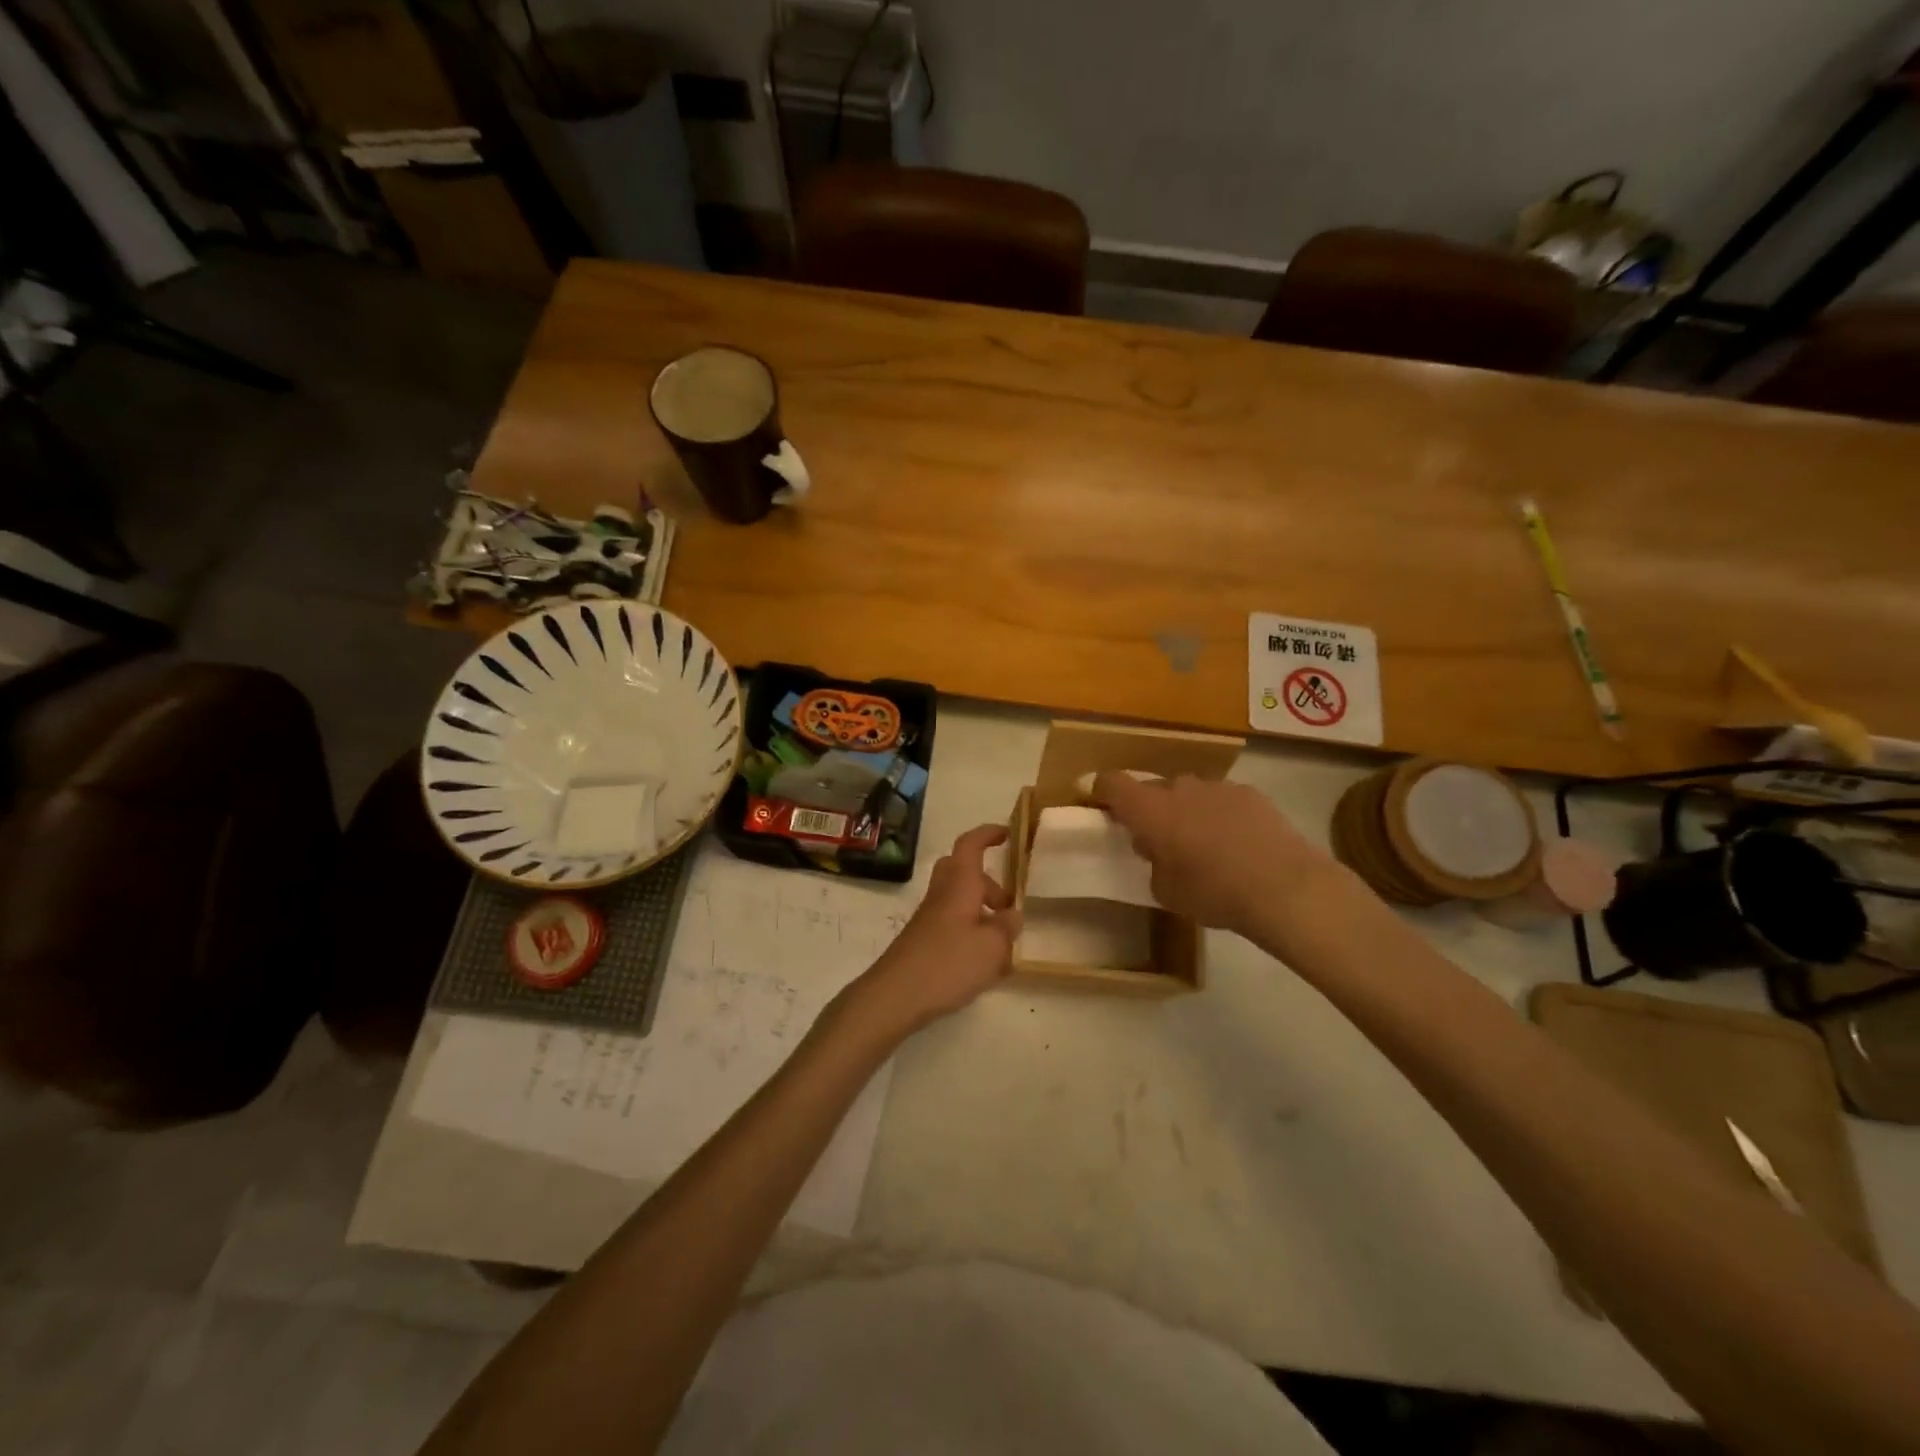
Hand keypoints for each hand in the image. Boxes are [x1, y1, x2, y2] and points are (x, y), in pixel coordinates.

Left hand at [836, 824, 1021, 1038]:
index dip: (988, 834)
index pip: (971, 844)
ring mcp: (929, 917)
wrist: (895, 994)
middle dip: (989, 882)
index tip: (1007, 834)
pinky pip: (952, 922)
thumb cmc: (948, 963)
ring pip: (958, 898)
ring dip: (981, 910)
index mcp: (960, 884)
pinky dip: (970, 932)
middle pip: (963, 871)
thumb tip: (1011, 915)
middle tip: (1008, 905)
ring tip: (1003, 944)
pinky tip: (983, 964)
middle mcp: (942, 893)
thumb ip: (1007, 928)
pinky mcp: (923, 939)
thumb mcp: (992, 947)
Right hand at [1090, 772, 1339, 935]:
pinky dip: (1220, 815)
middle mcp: (1179, 788)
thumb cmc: (1213, 893)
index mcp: (1150, 810)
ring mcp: (1217, 787)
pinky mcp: (1250, 793)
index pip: (1112, 783)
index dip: (1102, 791)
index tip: (1101, 804)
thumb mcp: (1166, 891)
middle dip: (1152, 810)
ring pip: (1190, 794)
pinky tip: (1238, 844)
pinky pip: (1222, 800)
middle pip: (1154, 789)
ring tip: (1204, 845)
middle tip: (1160, 840)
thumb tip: (1157, 849)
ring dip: (1188, 812)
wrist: (1284, 887)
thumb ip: (1153, 863)